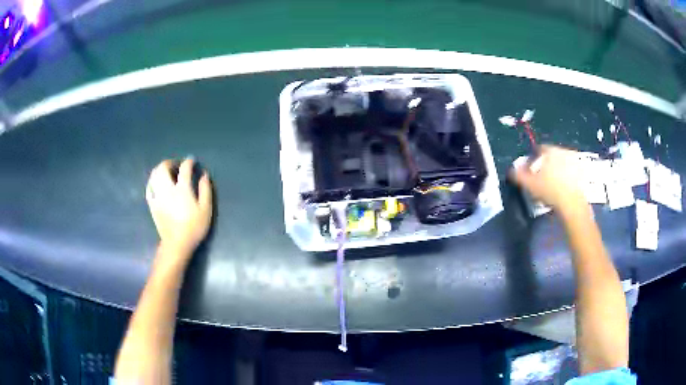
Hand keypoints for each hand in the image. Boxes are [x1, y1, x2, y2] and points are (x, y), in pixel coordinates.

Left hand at [146, 158, 212, 259]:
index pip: (184, 168)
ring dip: (161, 169)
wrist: (177, 244)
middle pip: (164, 167)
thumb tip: (204, 175)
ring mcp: (157, 195)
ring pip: (154, 175)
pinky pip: (149, 186)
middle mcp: (167, 188)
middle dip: (171, 162)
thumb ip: (205, 190)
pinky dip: (153, 181)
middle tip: (177, 165)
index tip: (192, 161)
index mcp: (182, 189)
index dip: (189, 162)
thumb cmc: (193, 227)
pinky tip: (158, 183)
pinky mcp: (152, 203)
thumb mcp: (206, 209)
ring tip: (167, 172)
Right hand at [510, 145, 586, 211]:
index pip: (539, 149)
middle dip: (545, 164)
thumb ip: (518, 175)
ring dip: (556, 171)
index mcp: (551, 150)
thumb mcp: (530, 184)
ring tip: (551, 185)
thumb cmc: (550, 191)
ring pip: (561, 163)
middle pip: (551, 156)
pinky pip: (571, 171)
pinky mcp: (582, 173)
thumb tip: (510, 171)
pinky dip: (566, 177)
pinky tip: (562, 189)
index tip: (530, 171)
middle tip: (540, 178)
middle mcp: (563, 151)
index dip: (533, 159)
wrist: (572, 204)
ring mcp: (574, 161)